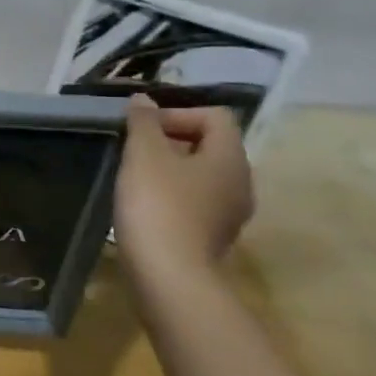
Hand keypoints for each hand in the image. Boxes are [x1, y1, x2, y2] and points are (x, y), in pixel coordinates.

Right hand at [113, 95, 254, 289]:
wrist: (168, 275)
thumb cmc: (157, 204)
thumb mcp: (144, 155)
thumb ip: (144, 122)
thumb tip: (143, 100)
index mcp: (230, 157)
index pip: (215, 116)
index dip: (177, 113)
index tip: (143, 129)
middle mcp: (240, 182)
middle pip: (210, 145)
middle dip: (171, 140)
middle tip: (135, 150)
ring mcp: (230, 213)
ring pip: (202, 175)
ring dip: (170, 169)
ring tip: (136, 177)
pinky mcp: (213, 236)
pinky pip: (196, 201)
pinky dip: (173, 195)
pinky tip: (145, 206)